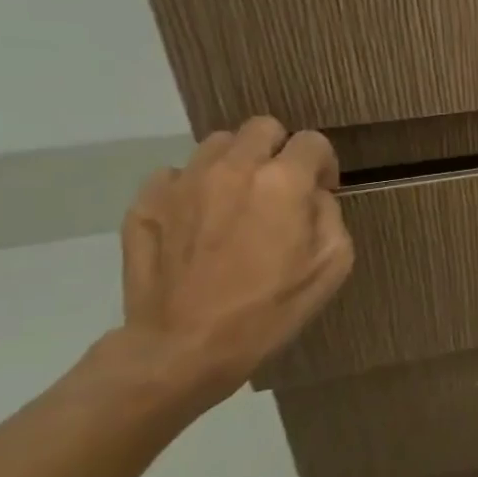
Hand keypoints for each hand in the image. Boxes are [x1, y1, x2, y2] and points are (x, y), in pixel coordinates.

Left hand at [117, 117, 353, 409]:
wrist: (184, 348)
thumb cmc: (270, 310)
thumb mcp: (332, 265)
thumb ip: (330, 215)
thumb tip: (312, 196)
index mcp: (283, 181)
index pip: (312, 142)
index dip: (323, 165)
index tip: (321, 191)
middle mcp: (233, 168)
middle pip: (262, 128)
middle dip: (278, 151)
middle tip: (279, 189)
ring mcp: (183, 182)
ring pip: (217, 145)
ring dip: (236, 164)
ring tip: (236, 202)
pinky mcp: (145, 203)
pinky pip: (175, 175)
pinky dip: (192, 189)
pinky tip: (198, 222)